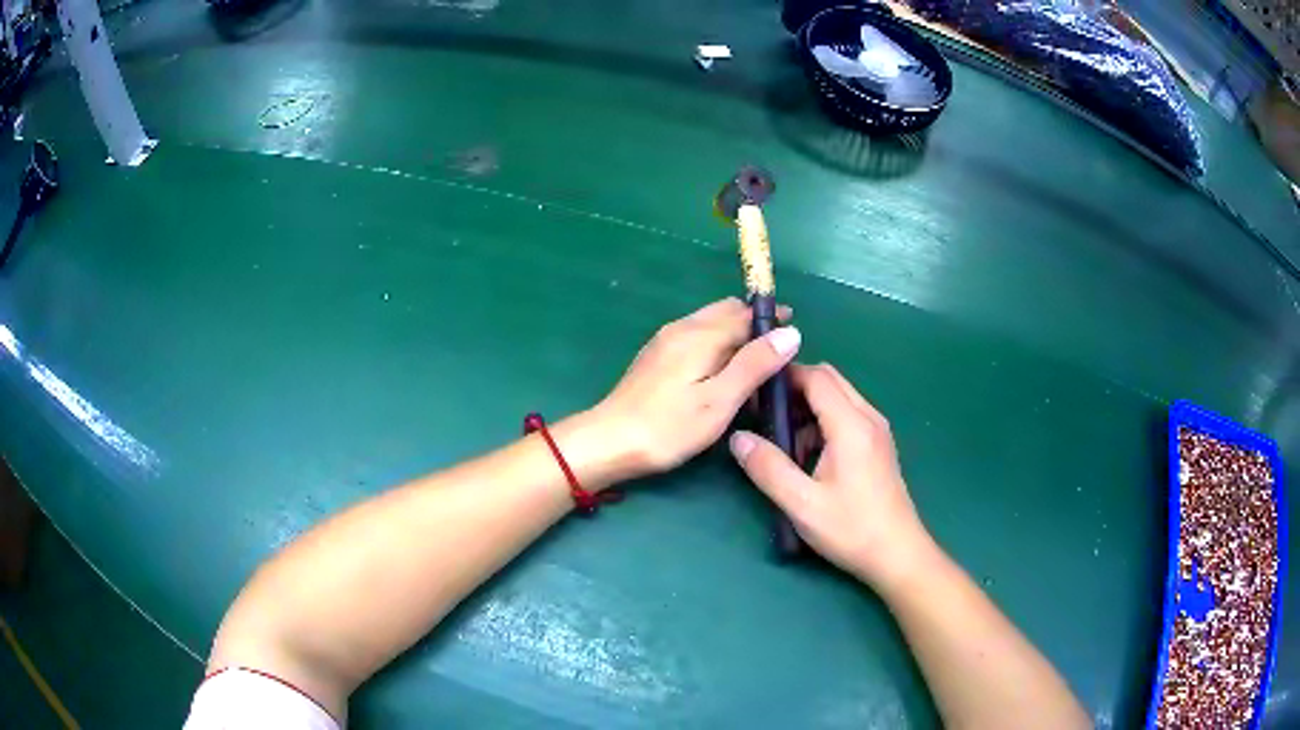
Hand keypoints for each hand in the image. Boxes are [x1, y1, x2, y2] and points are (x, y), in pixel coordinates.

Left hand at [592, 297, 798, 479]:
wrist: (610, 441)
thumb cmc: (670, 427)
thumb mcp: (720, 400)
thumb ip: (755, 364)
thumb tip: (790, 332)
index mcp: (701, 334)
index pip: (746, 315)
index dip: (772, 321)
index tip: (794, 334)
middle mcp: (683, 328)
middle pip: (726, 312)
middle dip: (753, 323)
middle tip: (776, 350)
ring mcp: (665, 341)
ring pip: (709, 323)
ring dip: (734, 332)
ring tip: (753, 362)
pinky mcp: (655, 357)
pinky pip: (695, 336)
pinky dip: (716, 343)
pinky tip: (720, 370)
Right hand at [729, 364, 932, 589]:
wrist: (897, 554)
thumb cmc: (851, 529)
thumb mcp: (802, 504)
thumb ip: (769, 468)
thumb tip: (738, 438)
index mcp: (851, 425)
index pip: (816, 377)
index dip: (784, 376)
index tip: (753, 389)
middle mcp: (868, 417)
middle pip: (829, 379)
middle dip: (795, 387)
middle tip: (764, 413)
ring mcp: (877, 430)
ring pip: (839, 396)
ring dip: (809, 406)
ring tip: (780, 438)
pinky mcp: (878, 444)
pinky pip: (847, 414)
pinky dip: (823, 420)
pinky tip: (805, 454)